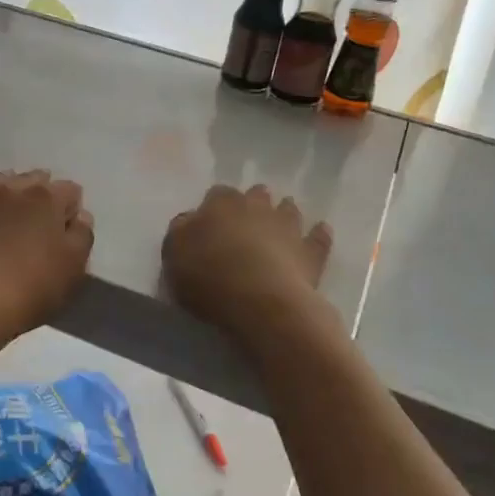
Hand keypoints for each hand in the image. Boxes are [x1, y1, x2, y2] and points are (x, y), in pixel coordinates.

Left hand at [0, 170, 94, 337]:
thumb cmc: (30, 287)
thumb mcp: (73, 268)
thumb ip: (81, 237)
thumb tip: (80, 216)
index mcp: (48, 199)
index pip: (70, 190)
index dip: (72, 207)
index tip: (68, 227)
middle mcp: (13, 189)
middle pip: (33, 178)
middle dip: (40, 192)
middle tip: (40, 217)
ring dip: (6, 187)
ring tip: (7, 202)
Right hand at [163, 184, 331, 339]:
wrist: (261, 301)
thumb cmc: (209, 277)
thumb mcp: (174, 254)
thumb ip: (180, 232)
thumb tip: (189, 220)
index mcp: (220, 204)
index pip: (217, 194)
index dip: (214, 207)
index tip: (210, 223)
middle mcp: (256, 207)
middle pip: (256, 195)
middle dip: (252, 204)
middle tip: (246, 222)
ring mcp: (288, 226)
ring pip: (288, 209)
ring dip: (284, 213)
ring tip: (280, 225)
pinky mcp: (311, 251)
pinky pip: (319, 236)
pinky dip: (318, 234)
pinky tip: (319, 233)